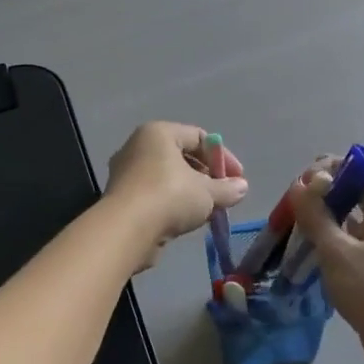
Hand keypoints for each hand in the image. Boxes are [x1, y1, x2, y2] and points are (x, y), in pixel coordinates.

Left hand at [105, 123, 247, 271]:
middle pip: (182, 156)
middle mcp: (138, 146)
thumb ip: (227, 189)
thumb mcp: (207, 192)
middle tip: (224, 195)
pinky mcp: (121, 198)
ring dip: (191, 192)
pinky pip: (155, 194)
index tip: (238, 179)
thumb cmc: (169, 197)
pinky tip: (187, 220)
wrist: (125, 230)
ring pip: (168, 178)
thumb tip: (242, 188)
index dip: (223, 157)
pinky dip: (173, 204)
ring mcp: (126, 172)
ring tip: (209, 210)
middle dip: (207, 176)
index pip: (199, 137)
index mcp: (159, 133)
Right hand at [287, 167, 363, 363]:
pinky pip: (355, 238)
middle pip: (354, 190)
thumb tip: (302, 184)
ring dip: (325, 217)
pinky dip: (334, 238)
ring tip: (296, 228)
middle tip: (293, 208)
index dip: (328, 169)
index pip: (358, 167)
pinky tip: (312, 250)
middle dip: (322, 194)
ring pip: (353, 215)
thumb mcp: (336, 249)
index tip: (302, 186)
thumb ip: (316, 213)